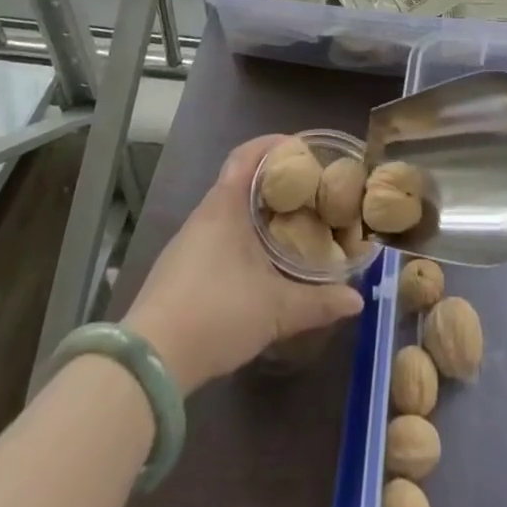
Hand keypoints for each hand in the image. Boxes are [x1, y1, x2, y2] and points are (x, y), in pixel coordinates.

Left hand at [124, 135, 364, 391]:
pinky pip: (216, 237)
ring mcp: (187, 244)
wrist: (149, 362)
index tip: (301, 147)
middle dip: (273, 181)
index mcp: (225, 206)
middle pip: (239, 181)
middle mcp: (204, 216)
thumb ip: (319, 302)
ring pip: (227, 212)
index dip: (273, 144)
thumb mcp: (276, 309)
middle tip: (308, 190)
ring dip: (256, 212)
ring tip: (290, 224)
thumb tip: (357, 300)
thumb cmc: (217, 313)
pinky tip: (258, 262)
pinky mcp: (178, 271)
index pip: (247, 155)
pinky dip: (240, 236)